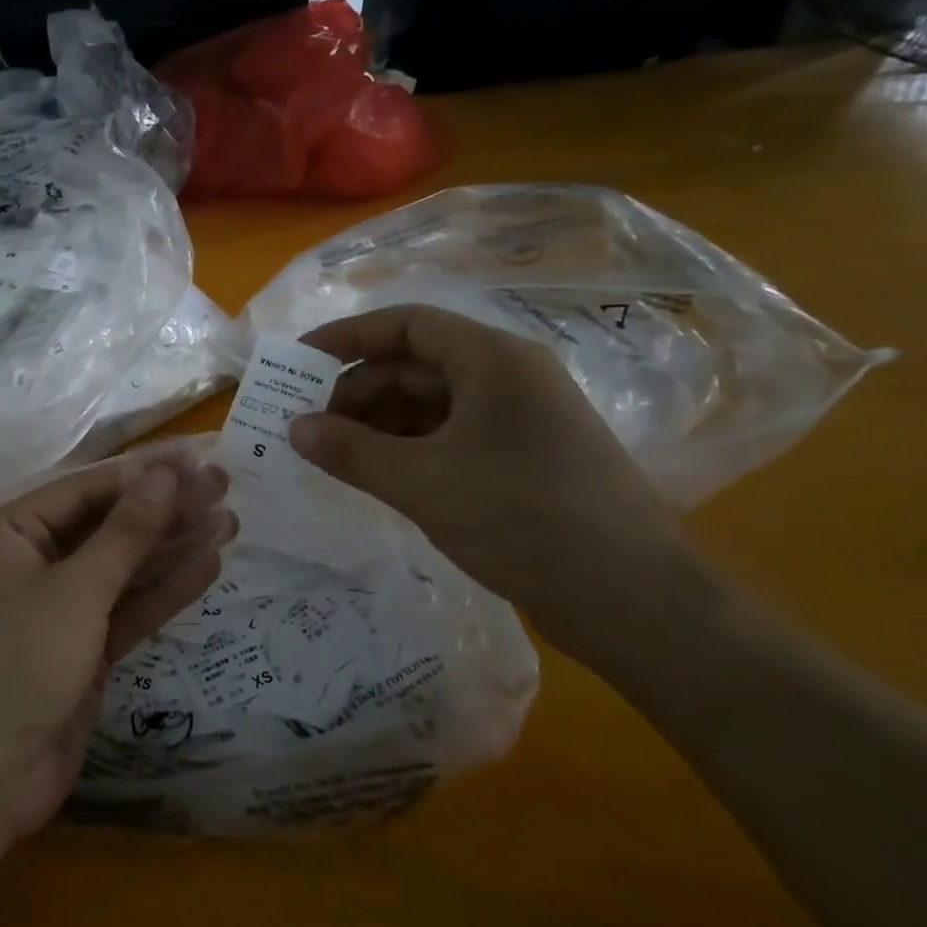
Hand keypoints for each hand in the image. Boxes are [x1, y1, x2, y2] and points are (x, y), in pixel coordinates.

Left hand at [0, 451, 234, 838]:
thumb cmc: (14, 663)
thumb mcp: (74, 590)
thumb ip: (125, 532)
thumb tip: (165, 474)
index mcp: (9, 535)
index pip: (84, 490)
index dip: (142, 475)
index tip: (195, 462)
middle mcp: (30, 565)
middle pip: (106, 527)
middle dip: (163, 511)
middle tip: (224, 489)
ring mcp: (56, 611)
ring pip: (121, 569)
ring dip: (171, 548)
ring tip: (229, 521)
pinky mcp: (79, 652)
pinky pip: (124, 610)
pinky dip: (162, 592)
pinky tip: (207, 566)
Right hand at [289, 305, 708, 665]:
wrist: (633, 601)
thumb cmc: (523, 520)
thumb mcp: (423, 483)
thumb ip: (350, 451)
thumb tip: (293, 428)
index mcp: (493, 360)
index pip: (406, 325)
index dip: (347, 337)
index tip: (298, 362)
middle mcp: (508, 378)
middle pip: (415, 366)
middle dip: (357, 393)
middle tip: (309, 429)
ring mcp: (518, 421)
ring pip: (430, 405)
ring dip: (378, 426)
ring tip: (334, 457)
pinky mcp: (522, 460)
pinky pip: (449, 437)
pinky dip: (408, 450)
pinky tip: (377, 476)